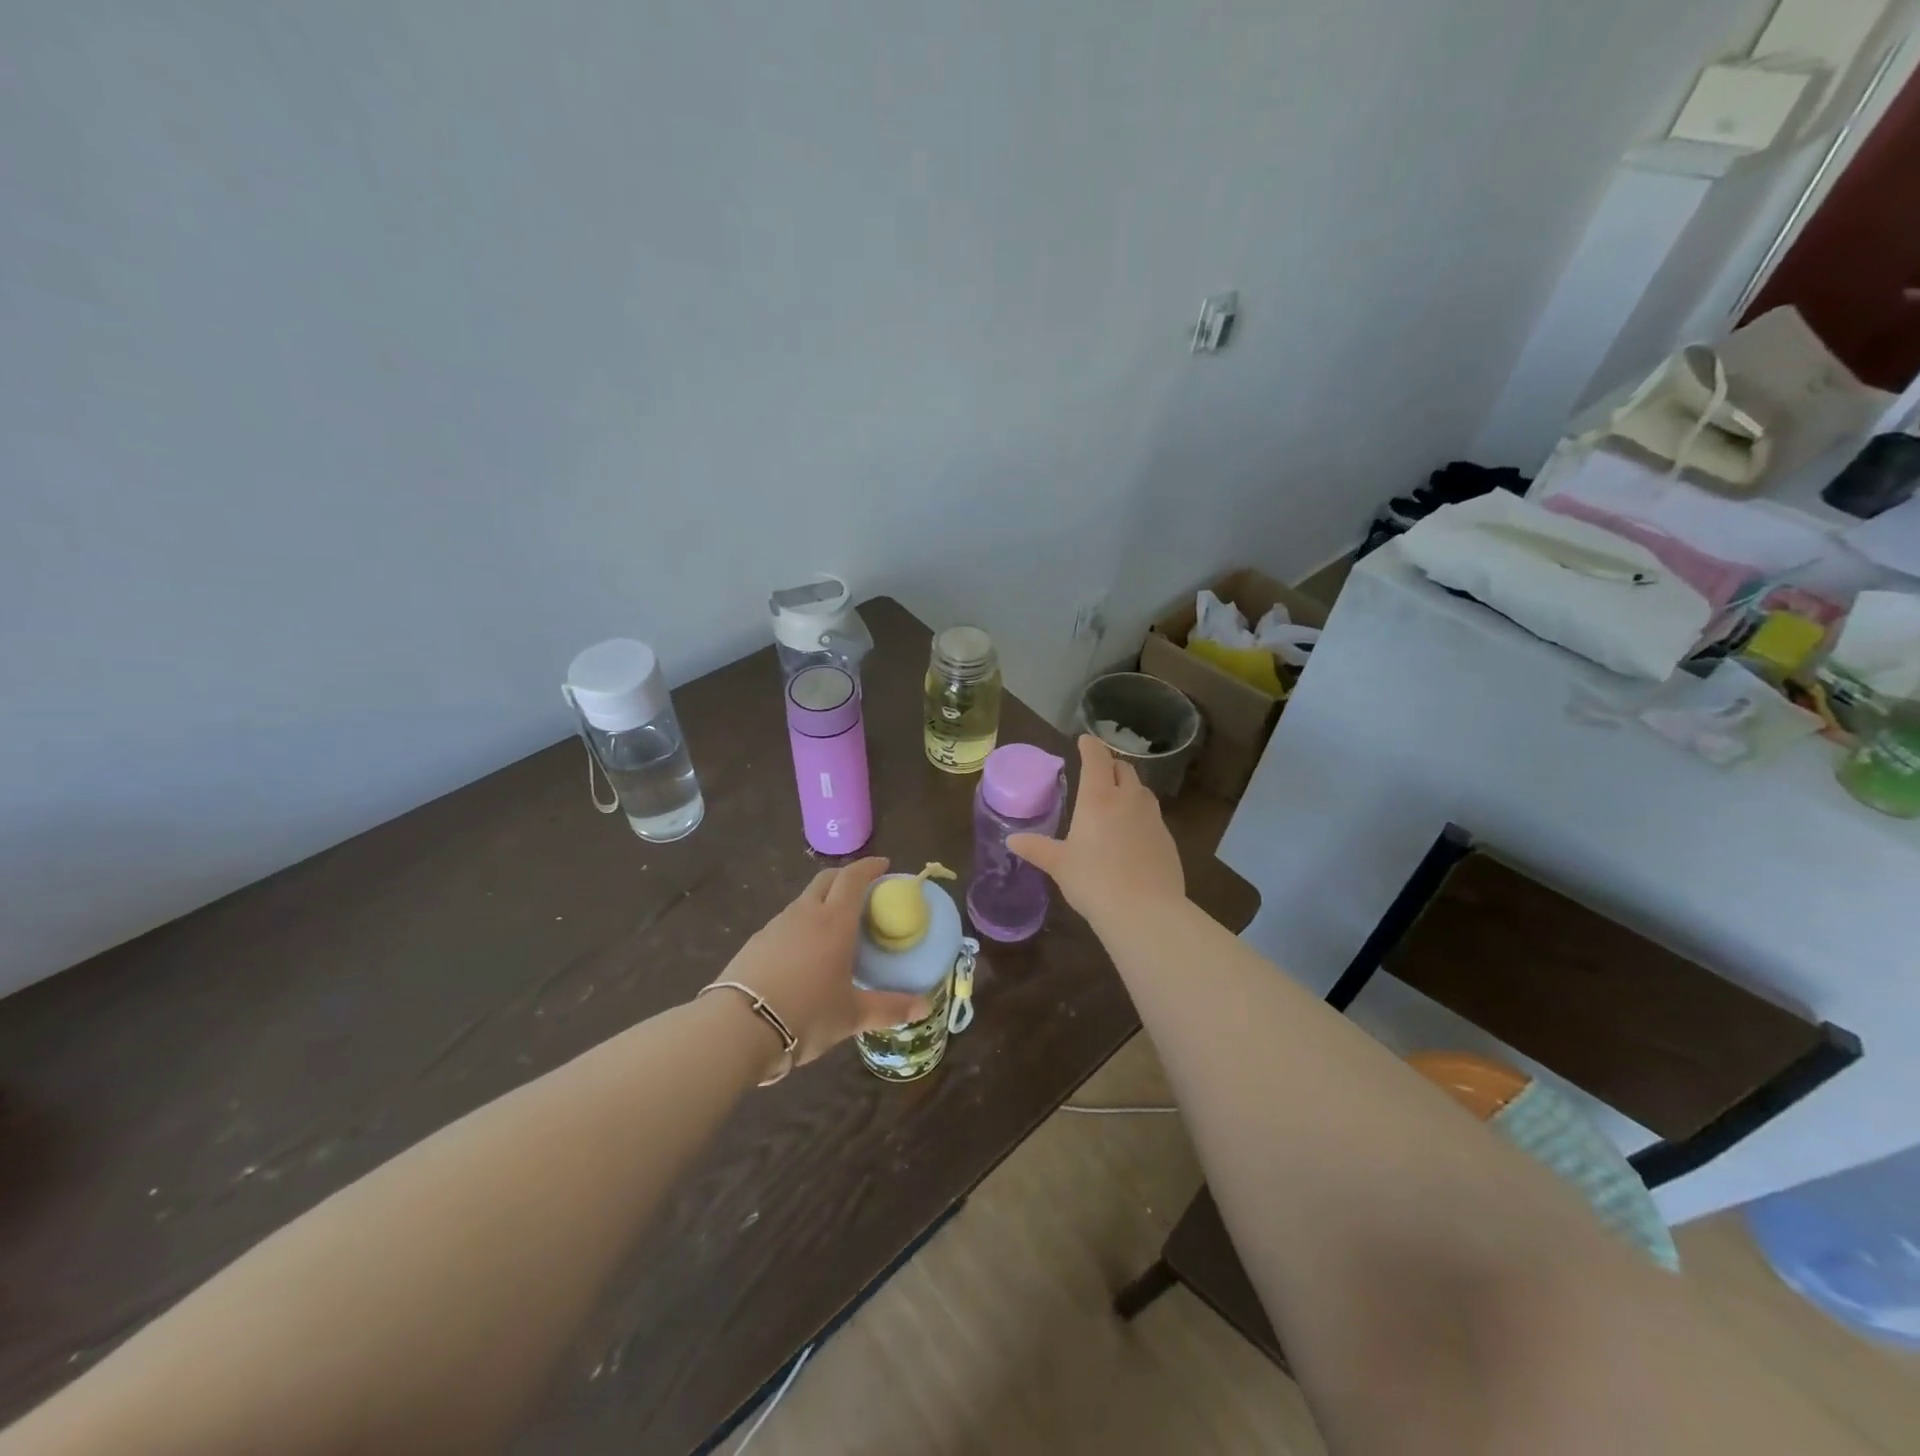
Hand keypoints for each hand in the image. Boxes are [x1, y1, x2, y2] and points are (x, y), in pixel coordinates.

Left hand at [713, 857, 928, 1075]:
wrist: (738, 1027)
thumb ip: (889, 1008)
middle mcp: (806, 914)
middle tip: (862, 890)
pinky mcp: (756, 941)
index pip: (854, 878)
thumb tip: (924, 1007)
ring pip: (804, 900)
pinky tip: (804, 951)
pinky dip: (802, 923)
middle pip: (826, 879)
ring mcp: (776, 925)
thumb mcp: (852, 1016)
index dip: (869, 867)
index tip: (883, 865)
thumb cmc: (805, 1014)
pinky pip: (786, 921)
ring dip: (822, 900)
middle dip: (846, 877)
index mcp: (834, 922)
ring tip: (834, 924)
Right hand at [1009, 735, 1184, 927]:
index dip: (1090, 746)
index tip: (1084, 740)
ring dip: (1128, 788)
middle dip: (1110, 765)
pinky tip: (1132, 835)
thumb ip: (1036, 848)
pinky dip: (1140, 815)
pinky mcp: (1168, 840)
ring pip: (1142, 791)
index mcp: (1099, 798)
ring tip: (1115, 801)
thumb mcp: (1059, 865)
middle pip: (1124, 769)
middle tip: (1098, 773)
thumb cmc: (1093, 881)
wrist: (1145, 911)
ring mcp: (1153, 819)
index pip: (1097, 758)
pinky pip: (1153, 816)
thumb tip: (1012, 840)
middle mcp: (1129, 800)